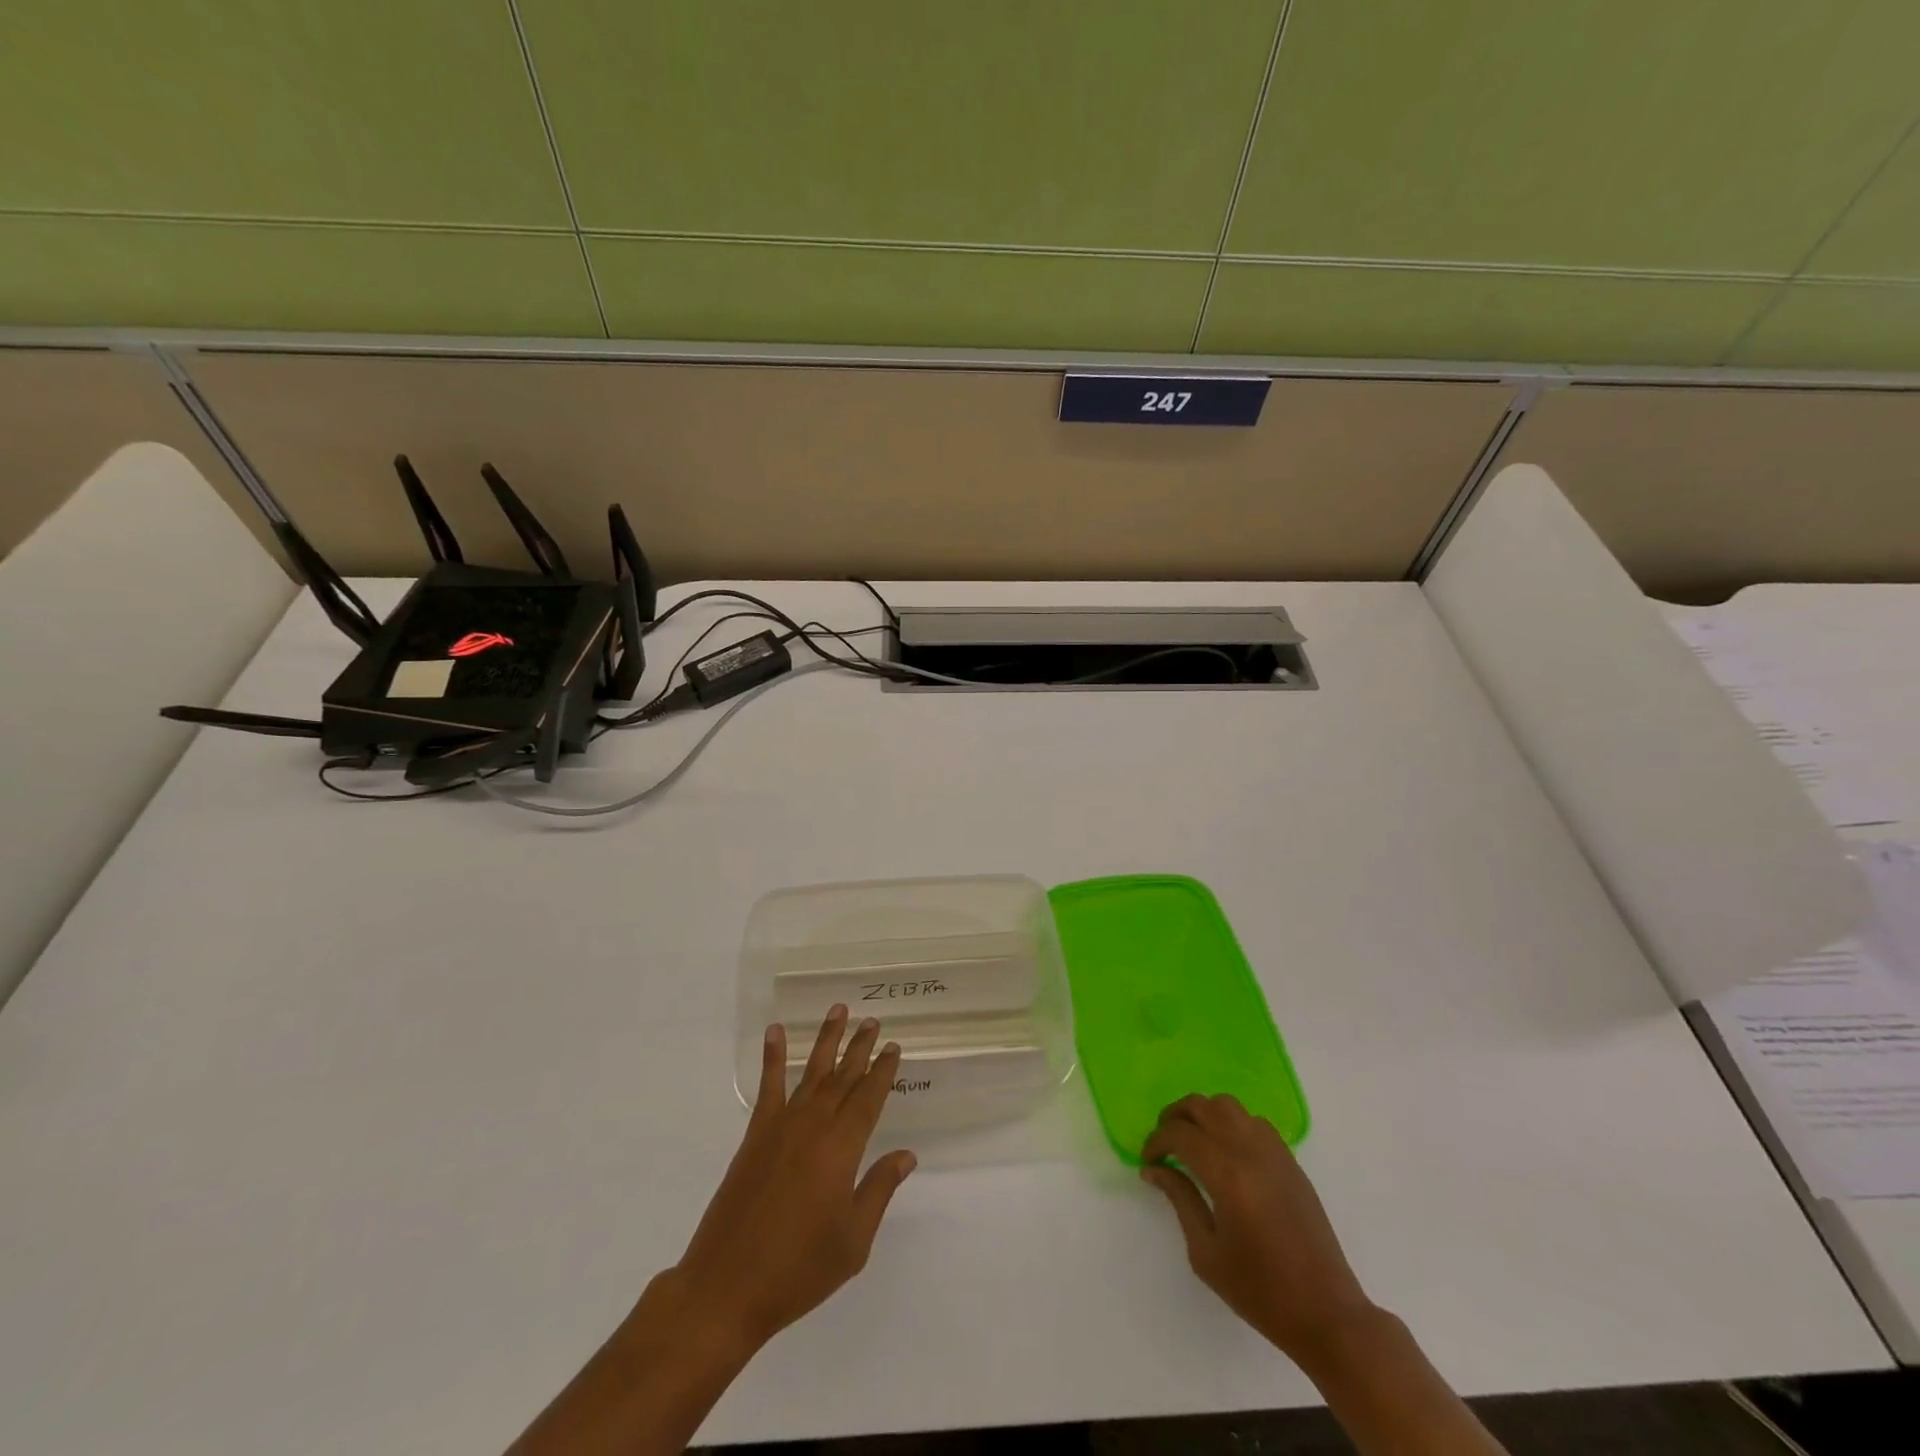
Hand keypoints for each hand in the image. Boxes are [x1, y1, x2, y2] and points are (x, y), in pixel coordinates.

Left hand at [670, 1005, 916, 1352]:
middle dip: (860, 1047)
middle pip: (843, 1077)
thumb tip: (906, 1155)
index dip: (883, 1071)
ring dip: (826, 1039)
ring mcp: (781, 1126)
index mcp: (842, 1148)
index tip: (893, 1047)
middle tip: (872, 1020)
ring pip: (812, 1072)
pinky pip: (768, 1086)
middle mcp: (814, 1126)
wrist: (727, 1286)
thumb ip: (879, 1190)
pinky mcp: (755, 1135)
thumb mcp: (853, 1241)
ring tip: (838, 1010)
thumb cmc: (798, 1269)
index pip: (869, 1098)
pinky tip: (776, 1032)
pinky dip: (773, 1056)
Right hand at [1142, 1094, 1374, 1366]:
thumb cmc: (1261, 1292)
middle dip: (1174, 1117)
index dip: (1156, 1141)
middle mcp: (1250, 1152)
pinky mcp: (1291, 1161)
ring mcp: (1275, 1153)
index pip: (1180, 1133)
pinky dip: (1231, 1123)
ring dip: (1203, 1114)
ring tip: (1193, 1141)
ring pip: (1229, 1105)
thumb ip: (1180, 1200)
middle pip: (1202, 1106)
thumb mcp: (1206, 1254)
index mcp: (1227, 1176)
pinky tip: (1226, 1152)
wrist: (1327, 1314)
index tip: (1148, 1161)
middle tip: (1164, 1144)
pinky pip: (1253, 1121)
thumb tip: (1153, 1169)